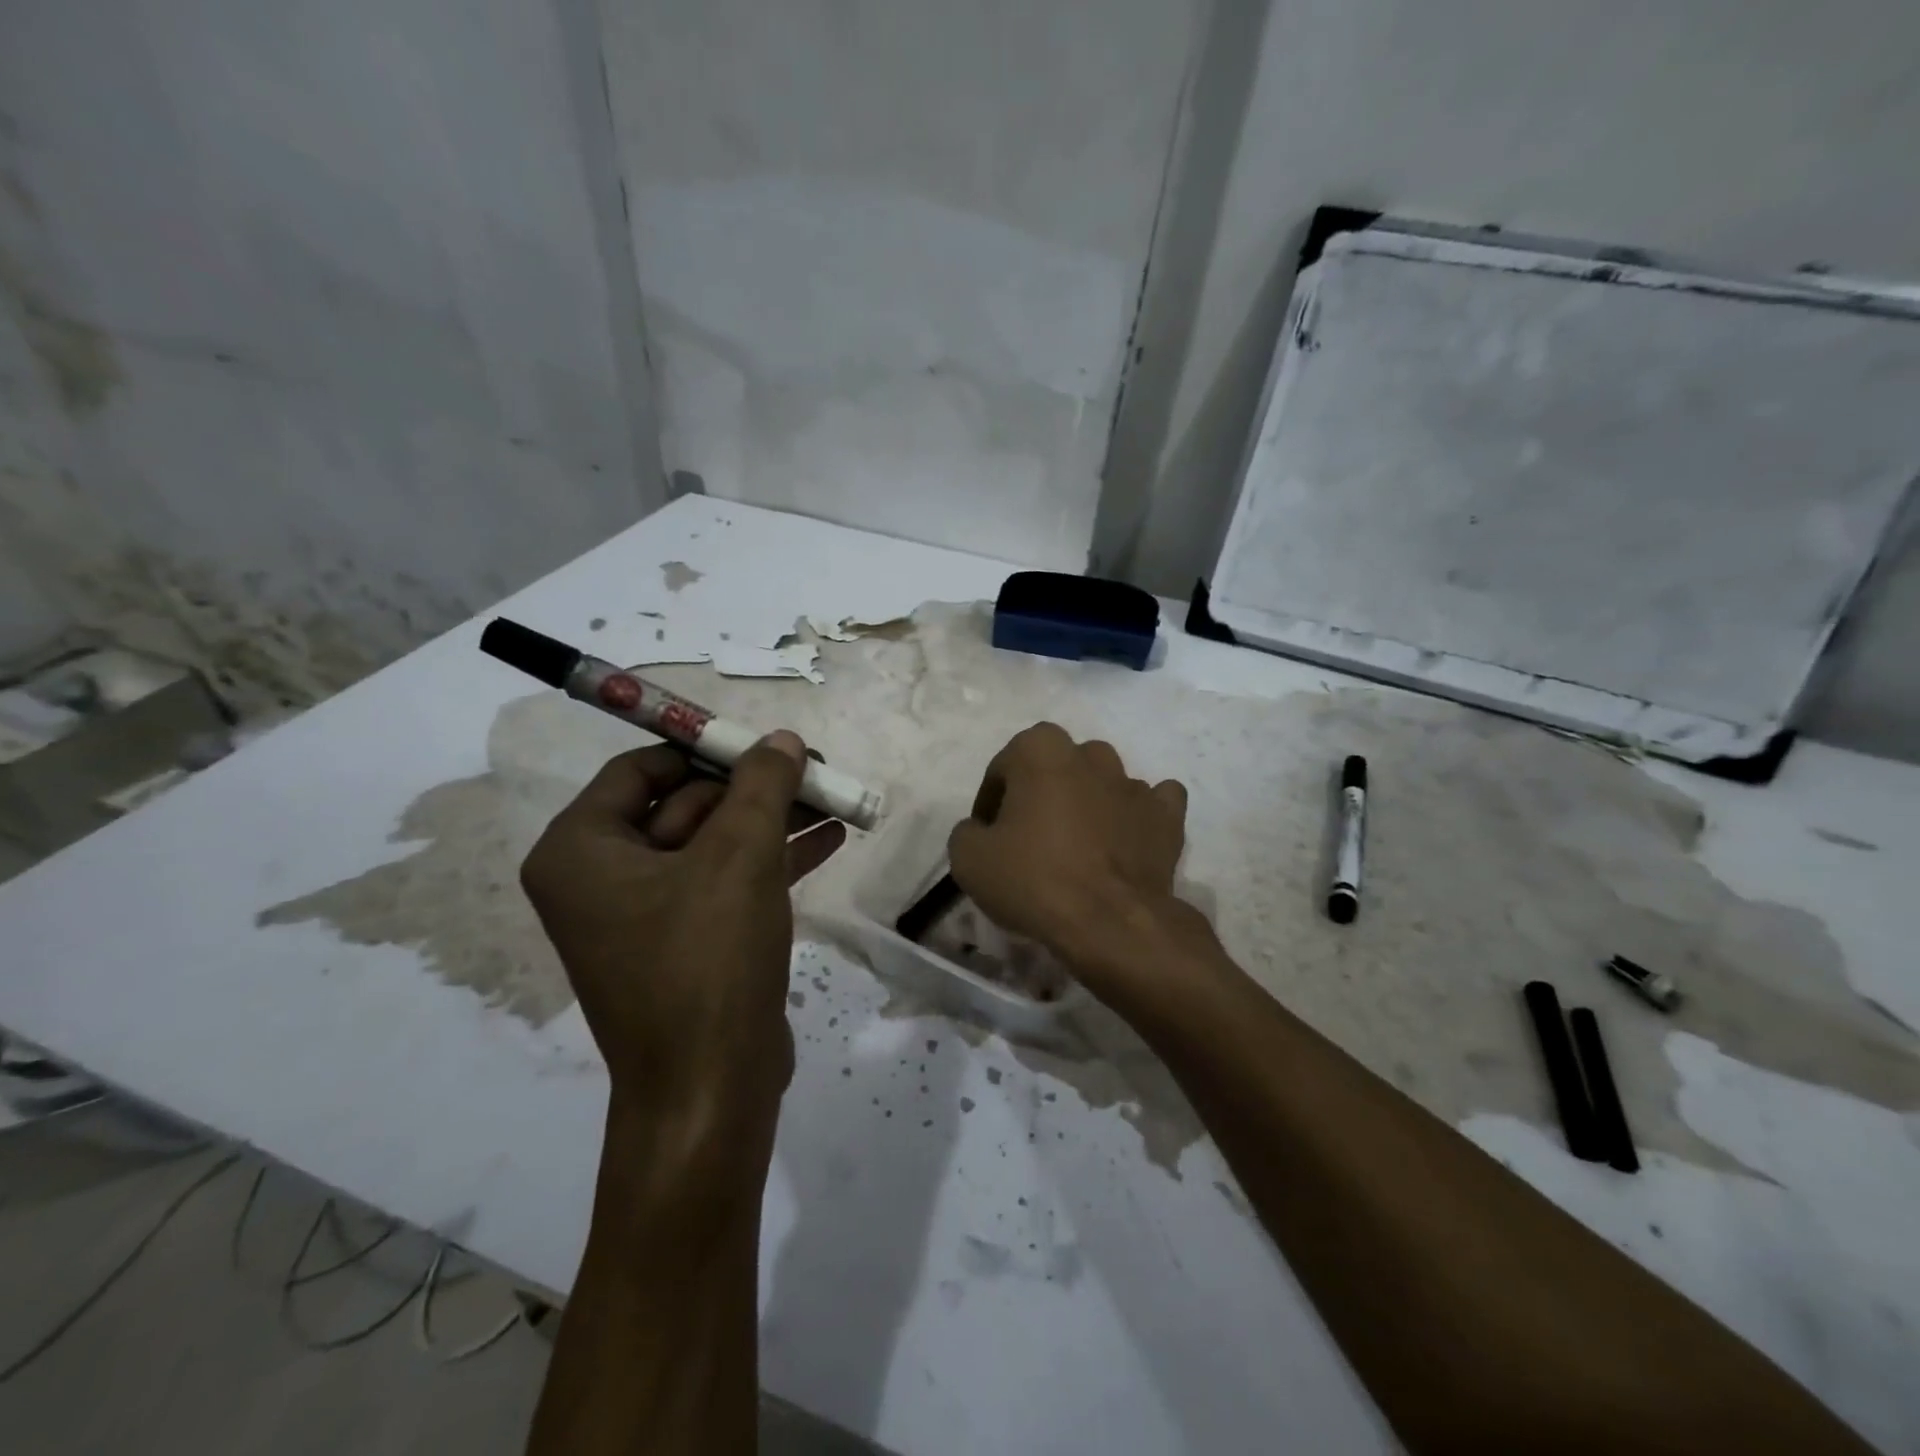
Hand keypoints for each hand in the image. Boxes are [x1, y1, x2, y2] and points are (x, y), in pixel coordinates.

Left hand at [521, 732, 845, 1175]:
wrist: (712, 1090)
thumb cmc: (708, 960)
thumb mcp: (740, 857)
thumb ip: (762, 786)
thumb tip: (782, 739)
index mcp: (582, 850)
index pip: (642, 769)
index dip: (707, 748)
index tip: (766, 743)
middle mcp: (601, 878)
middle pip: (685, 805)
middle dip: (755, 789)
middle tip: (817, 771)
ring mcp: (645, 915)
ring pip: (714, 844)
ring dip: (774, 821)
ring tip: (836, 799)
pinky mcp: (686, 943)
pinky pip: (727, 881)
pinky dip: (774, 859)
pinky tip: (830, 839)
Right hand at [947, 723, 1196, 1008]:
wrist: (1110, 922)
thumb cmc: (1034, 879)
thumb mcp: (968, 858)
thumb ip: (968, 830)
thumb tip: (983, 831)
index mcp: (1040, 749)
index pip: (1003, 769)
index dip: (990, 803)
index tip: (988, 837)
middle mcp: (1090, 754)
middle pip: (1054, 770)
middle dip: (1041, 795)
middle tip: (1029, 839)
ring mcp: (1134, 782)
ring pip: (1102, 783)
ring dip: (1087, 804)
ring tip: (1076, 847)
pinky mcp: (1167, 815)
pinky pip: (1150, 804)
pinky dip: (1136, 817)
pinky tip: (1124, 840)